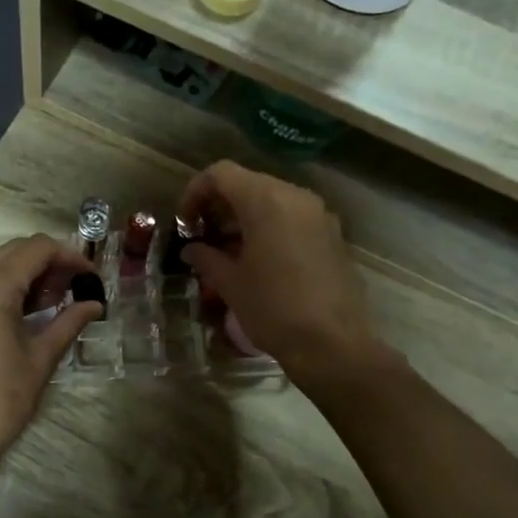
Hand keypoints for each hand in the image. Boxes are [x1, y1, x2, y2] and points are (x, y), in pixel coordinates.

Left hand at [0, 235, 101, 467]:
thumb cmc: (0, 401)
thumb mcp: (40, 359)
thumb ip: (69, 322)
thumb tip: (95, 304)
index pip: (36, 249)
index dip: (69, 256)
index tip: (91, 276)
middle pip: (14, 250)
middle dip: (49, 262)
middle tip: (76, 288)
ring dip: (28, 273)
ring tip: (55, 301)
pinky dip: (6, 286)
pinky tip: (26, 312)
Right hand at [178, 162, 388, 386]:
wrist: (332, 343)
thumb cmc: (273, 309)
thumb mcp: (230, 283)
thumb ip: (206, 258)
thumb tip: (192, 249)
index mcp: (267, 201)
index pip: (221, 174)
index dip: (196, 192)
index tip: (185, 222)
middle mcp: (296, 197)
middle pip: (248, 183)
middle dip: (220, 205)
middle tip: (202, 236)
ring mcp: (319, 215)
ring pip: (272, 200)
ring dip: (245, 217)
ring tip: (227, 250)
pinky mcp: (332, 235)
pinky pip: (293, 218)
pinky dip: (270, 228)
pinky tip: (258, 260)